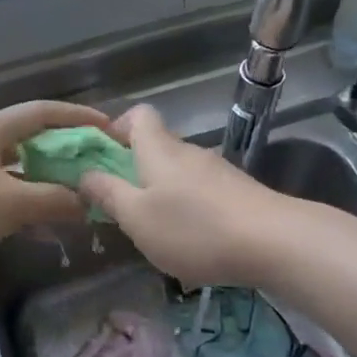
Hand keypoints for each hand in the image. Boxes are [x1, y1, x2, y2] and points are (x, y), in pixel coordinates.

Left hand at [0, 100, 112, 262]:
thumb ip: (55, 199)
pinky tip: (46, 224)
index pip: (43, 112)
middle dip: (66, 150)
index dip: (77, 116)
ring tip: (77, 193)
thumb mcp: (13, 203)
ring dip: (48, 179)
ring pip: (19, 167)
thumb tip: (87, 202)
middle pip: (32, 138)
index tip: (106, 127)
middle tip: (94, 162)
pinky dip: (28, 200)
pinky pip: (5, 189)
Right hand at [76, 104, 292, 287]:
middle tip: (119, 204)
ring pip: (178, 171)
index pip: (137, 115)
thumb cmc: (193, 227)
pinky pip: (200, 191)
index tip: (101, 157)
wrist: (273, 241)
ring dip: (161, 192)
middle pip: (156, 145)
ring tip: (153, 229)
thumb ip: (108, 194)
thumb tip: (84, 174)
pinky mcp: (237, 192)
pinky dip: (187, 208)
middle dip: (134, 169)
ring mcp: (216, 171)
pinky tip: (190, 240)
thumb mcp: (137, 217)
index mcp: (158, 148)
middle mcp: (187, 151)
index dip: (116, 129)